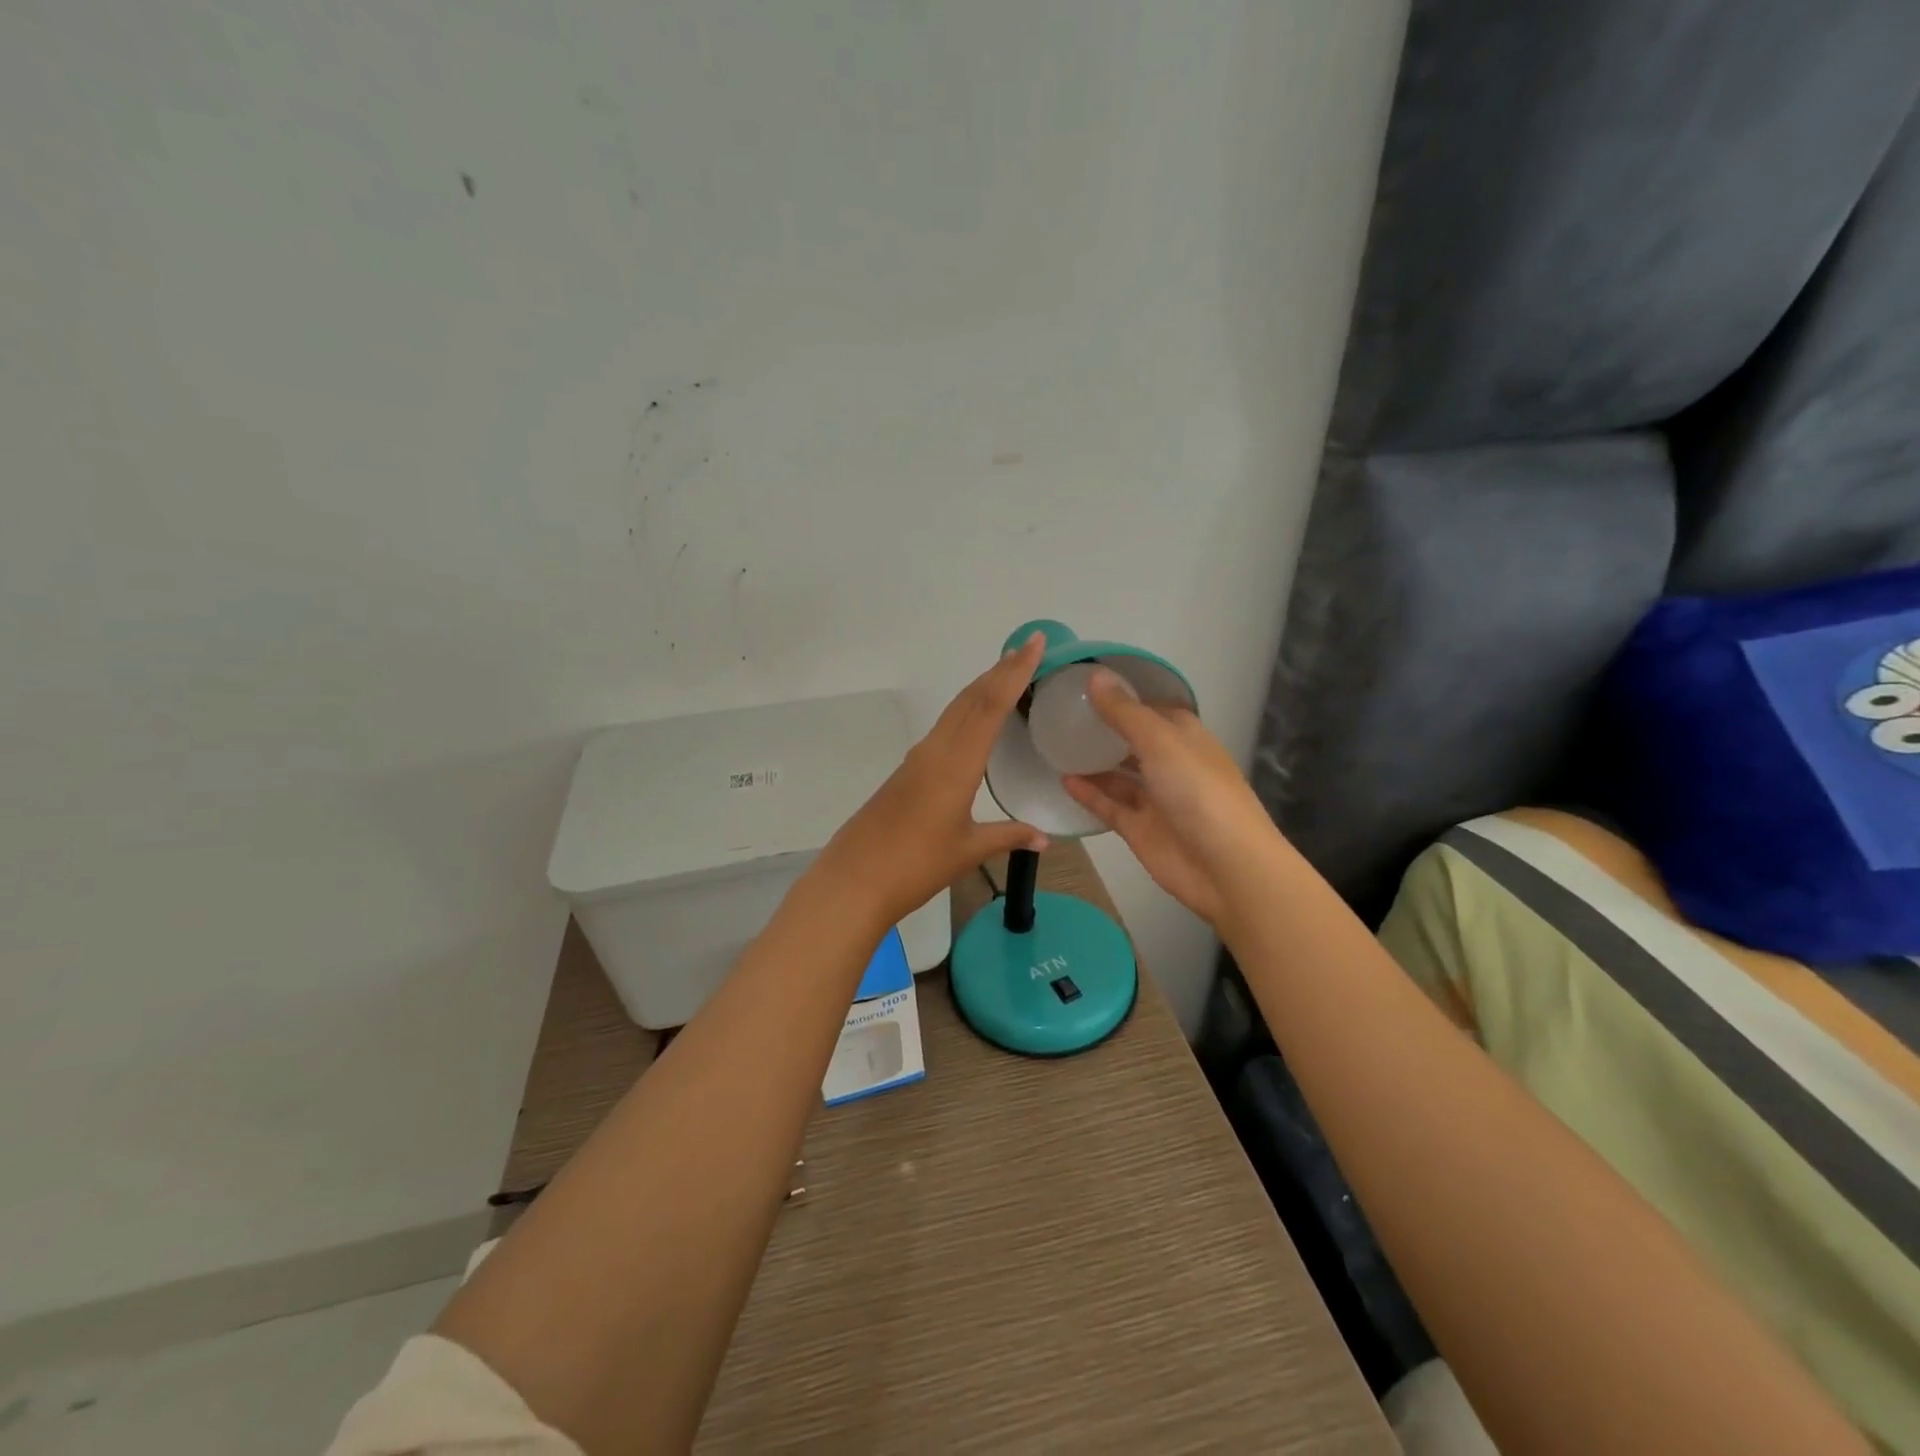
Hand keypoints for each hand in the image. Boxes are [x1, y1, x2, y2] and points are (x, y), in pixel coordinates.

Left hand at [811, 633, 1049, 929]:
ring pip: (954, 711)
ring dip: (982, 688)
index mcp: (956, 765)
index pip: (990, 706)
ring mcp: (917, 759)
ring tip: (1007, 674)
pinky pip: (943, 729)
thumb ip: (1008, 837)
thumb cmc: (915, 866)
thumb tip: (1043, 838)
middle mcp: (935, 751)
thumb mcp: (967, 851)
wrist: (853, 881)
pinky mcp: (906, 772)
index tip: (1035, 644)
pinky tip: (975, 722)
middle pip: (971, 698)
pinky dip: (966, 712)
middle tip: (1029, 648)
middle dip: (1000, 670)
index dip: (1014, 672)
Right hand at [1062, 669, 1273, 929]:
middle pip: (1134, 742)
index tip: (1087, 687)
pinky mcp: (1140, 829)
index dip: (1125, 698)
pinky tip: (1063, 779)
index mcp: (1186, 737)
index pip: (1153, 709)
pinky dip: (1089, 793)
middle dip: (1105, 730)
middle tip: (1063, 715)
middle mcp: (1172, 764)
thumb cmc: (1199, 792)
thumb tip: (1094, 675)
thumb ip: (1124, 713)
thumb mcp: (1160, 742)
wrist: (1227, 868)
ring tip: (1057, 745)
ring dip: (1093, 762)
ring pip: (1120, 775)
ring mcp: (1156, 799)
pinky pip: (1110, 805)